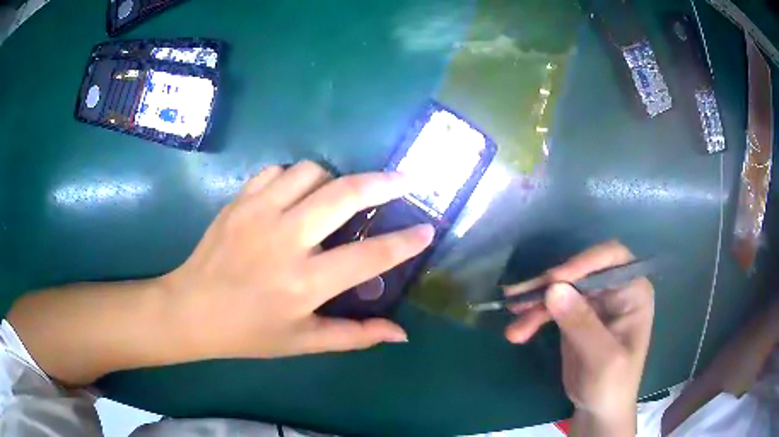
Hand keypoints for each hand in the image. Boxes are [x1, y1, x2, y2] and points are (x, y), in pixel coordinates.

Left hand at [9, 161, 433, 385]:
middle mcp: (285, 241)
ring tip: (336, 197)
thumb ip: (355, 336)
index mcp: (304, 284)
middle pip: (344, 195)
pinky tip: (294, 196)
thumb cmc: (248, 332)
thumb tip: (401, 333)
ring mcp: (259, 213)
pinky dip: (295, 178)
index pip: (369, 258)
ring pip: (311, 172)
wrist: (191, 309)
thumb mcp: (303, 342)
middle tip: (403, 180)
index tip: (427, 228)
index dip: (404, 242)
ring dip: (332, 180)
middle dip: (382, 183)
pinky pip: (278, 171)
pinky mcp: (239, 200)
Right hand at [504, 241, 653, 434]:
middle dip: (548, 285)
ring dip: (535, 303)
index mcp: (633, 291)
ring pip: (561, 289)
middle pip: (579, 272)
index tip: (554, 280)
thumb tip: (553, 289)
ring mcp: (593, 302)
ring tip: (513, 324)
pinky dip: (533, 316)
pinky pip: (551, 306)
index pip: (611, 258)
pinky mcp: (575, 315)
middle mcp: (614, 290)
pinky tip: (517, 331)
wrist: (598, 409)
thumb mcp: (602, 359)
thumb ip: (582, 324)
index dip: (583, 262)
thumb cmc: (612, 384)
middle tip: (519, 297)